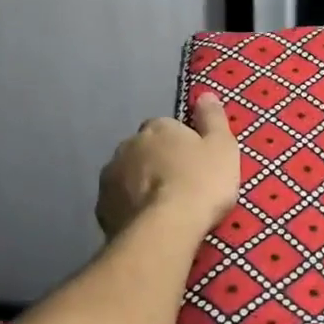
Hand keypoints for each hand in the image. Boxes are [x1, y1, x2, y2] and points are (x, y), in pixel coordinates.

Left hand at [96, 94, 240, 239]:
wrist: (166, 229)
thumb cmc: (201, 183)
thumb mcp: (222, 147)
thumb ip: (213, 118)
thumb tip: (205, 94)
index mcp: (157, 128)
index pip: (168, 128)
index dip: (181, 145)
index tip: (194, 164)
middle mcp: (128, 145)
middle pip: (144, 151)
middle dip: (157, 164)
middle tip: (179, 188)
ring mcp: (110, 176)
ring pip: (128, 176)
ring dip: (140, 186)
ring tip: (161, 209)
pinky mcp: (102, 207)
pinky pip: (119, 203)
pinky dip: (129, 209)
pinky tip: (145, 224)